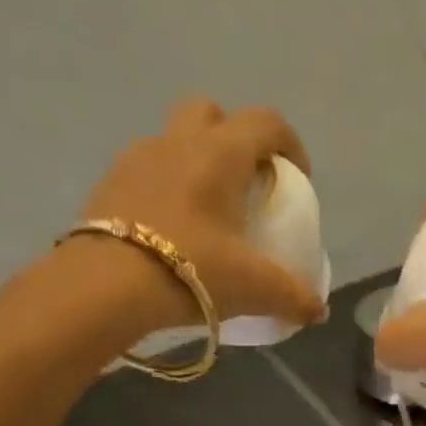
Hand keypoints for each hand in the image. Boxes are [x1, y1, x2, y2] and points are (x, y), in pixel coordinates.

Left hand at [65, 98, 326, 334]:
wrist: (106, 286)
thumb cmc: (192, 270)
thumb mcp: (254, 288)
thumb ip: (293, 297)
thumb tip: (319, 312)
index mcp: (220, 153)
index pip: (266, 123)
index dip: (290, 145)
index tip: (298, 181)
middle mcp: (178, 142)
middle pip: (212, 113)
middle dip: (234, 138)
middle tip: (245, 183)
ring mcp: (136, 159)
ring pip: (173, 141)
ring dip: (194, 163)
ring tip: (205, 212)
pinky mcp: (107, 184)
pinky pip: (145, 172)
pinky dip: (163, 189)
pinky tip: (170, 230)